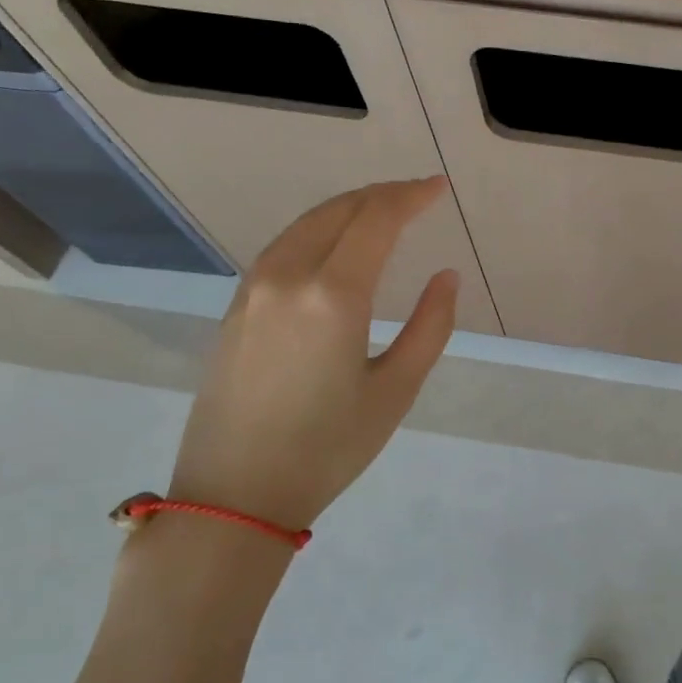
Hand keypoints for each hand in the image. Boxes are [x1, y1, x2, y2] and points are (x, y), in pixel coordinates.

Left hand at [167, 178, 458, 530]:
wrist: (235, 494)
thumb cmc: (328, 448)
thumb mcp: (396, 390)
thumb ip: (430, 326)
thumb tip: (446, 277)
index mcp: (333, 295)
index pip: (376, 220)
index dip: (410, 196)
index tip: (438, 188)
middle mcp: (288, 276)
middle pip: (338, 211)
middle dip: (381, 195)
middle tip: (417, 195)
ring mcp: (253, 289)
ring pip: (305, 224)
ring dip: (348, 209)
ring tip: (382, 212)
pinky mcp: (236, 308)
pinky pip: (283, 247)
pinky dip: (318, 231)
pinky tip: (335, 246)